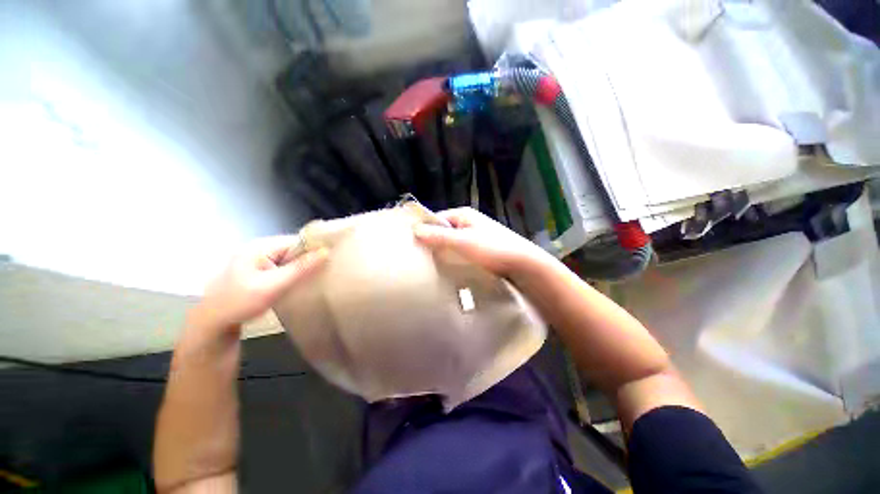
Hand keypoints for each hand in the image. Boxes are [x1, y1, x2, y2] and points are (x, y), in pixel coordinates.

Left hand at [193, 236, 326, 330]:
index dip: (314, 248)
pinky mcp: (258, 271)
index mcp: (260, 246)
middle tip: (326, 270)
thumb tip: (325, 251)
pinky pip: (282, 267)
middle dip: (309, 258)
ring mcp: (257, 260)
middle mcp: (259, 249)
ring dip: (302, 266)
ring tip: (317, 276)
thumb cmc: (240, 303)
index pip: (296, 240)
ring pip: (289, 259)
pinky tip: (300, 282)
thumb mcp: (273, 286)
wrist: (212, 324)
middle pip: (293, 249)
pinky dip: (293, 272)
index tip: (332, 258)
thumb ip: (300, 268)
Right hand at [413, 207, 551, 278]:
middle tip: (421, 258)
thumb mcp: (462, 242)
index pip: (437, 218)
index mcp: (464, 215)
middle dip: (434, 242)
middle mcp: (469, 222)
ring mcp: (476, 236)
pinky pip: (462, 251)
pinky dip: (455, 258)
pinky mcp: (481, 249)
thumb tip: (415, 230)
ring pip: (453, 242)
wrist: (523, 264)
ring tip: (432, 265)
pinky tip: (449, 268)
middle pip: (444, 231)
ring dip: (445, 252)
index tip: (413, 245)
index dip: (425, 230)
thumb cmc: (492, 248)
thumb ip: (439, 236)